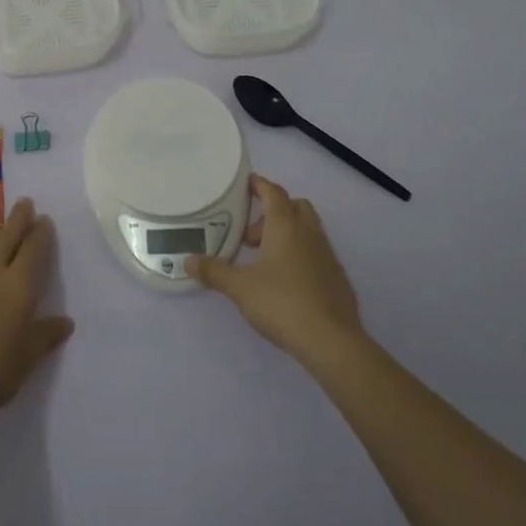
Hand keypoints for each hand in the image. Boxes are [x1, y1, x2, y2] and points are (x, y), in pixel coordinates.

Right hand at [189, 174, 363, 364]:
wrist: (332, 341)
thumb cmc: (282, 303)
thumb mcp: (240, 288)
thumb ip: (214, 272)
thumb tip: (188, 261)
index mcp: (285, 226)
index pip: (273, 192)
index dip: (258, 184)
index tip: (245, 184)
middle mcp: (309, 232)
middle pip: (294, 206)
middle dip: (273, 212)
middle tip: (252, 236)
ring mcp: (327, 254)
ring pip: (308, 229)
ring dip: (287, 234)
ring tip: (265, 261)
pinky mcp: (338, 277)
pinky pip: (317, 252)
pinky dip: (301, 255)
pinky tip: (288, 282)